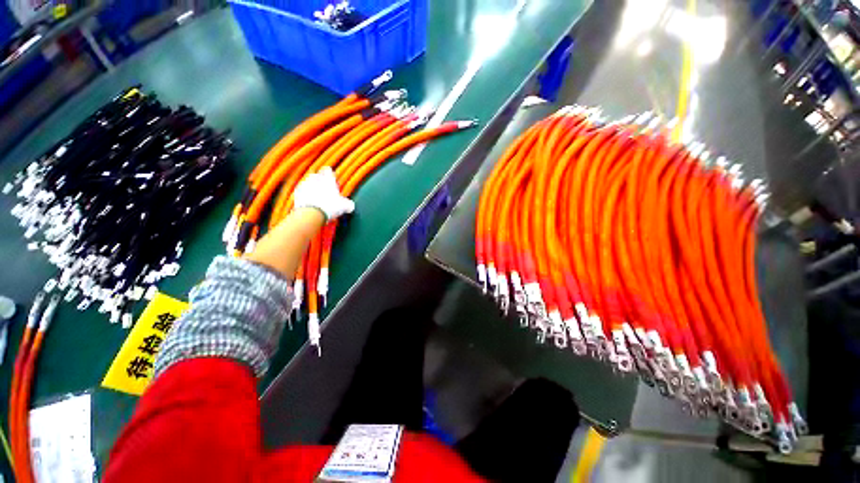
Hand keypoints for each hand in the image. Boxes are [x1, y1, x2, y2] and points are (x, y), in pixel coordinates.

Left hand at [292, 167, 354, 221]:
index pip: (328, 171)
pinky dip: (304, 194)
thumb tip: (350, 206)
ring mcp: (305, 185)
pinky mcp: (297, 193)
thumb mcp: (344, 207)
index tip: (331, 177)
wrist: (311, 213)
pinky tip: (308, 200)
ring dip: (311, 186)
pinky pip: (301, 191)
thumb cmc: (330, 207)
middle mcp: (315, 179)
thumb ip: (348, 204)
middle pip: (316, 175)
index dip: (329, 173)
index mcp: (328, 180)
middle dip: (319, 180)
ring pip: (308, 182)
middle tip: (323, 187)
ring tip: (315, 194)